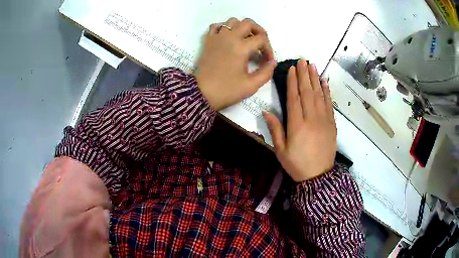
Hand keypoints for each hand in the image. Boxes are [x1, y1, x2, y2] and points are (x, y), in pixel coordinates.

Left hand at [194, 18, 275, 110]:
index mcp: (241, 47)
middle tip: (260, 44)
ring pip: (232, 21)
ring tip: (245, 40)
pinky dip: (224, 28)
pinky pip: (216, 26)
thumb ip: (266, 73)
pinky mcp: (208, 41)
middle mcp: (230, 37)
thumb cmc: (226, 90)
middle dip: (258, 31)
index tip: (267, 61)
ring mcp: (217, 37)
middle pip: (248, 23)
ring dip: (242, 28)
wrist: (201, 93)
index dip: (268, 49)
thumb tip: (272, 62)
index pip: (262, 39)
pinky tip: (227, 38)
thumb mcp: (250, 85)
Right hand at [263, 59, 336, 181]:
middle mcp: (311, 119)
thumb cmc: (297, 164)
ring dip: (315, 79)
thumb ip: (275, 129)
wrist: (318, 176)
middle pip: (307, 92)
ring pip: (319, 95)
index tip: (292, 68)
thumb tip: (266, 111)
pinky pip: (329, 104)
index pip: (294, 98)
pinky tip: (324, 82)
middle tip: (303, 60)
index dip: (293, 82)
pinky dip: (327, 91)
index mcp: (297, 125)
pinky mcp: (332, 124)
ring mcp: (324, 120)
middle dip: (304, 75)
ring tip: (312, 65)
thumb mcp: (281, 151)